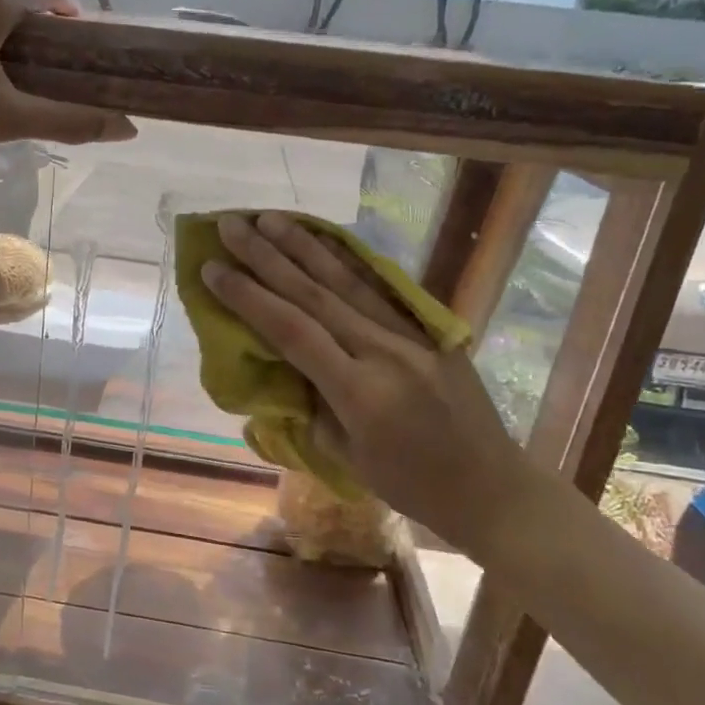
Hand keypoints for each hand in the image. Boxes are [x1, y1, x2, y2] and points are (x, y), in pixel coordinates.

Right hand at [200, 212, 539, 558]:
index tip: (212, 268)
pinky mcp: (430, 328)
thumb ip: (313, 404)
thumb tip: (288, 365)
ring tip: (270, 218)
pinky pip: (379, 289)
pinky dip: (347, 262)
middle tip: (231, 224)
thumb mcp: (346, 456)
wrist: (492, 486)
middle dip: (267, 256)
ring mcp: (412, 334)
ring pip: (348, 281)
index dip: (248, 297)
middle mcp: (384, 351)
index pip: (291, 331)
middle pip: (315, 293)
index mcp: (359, 391)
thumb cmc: (411, 486)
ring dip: (304, 246)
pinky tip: (325, 241)